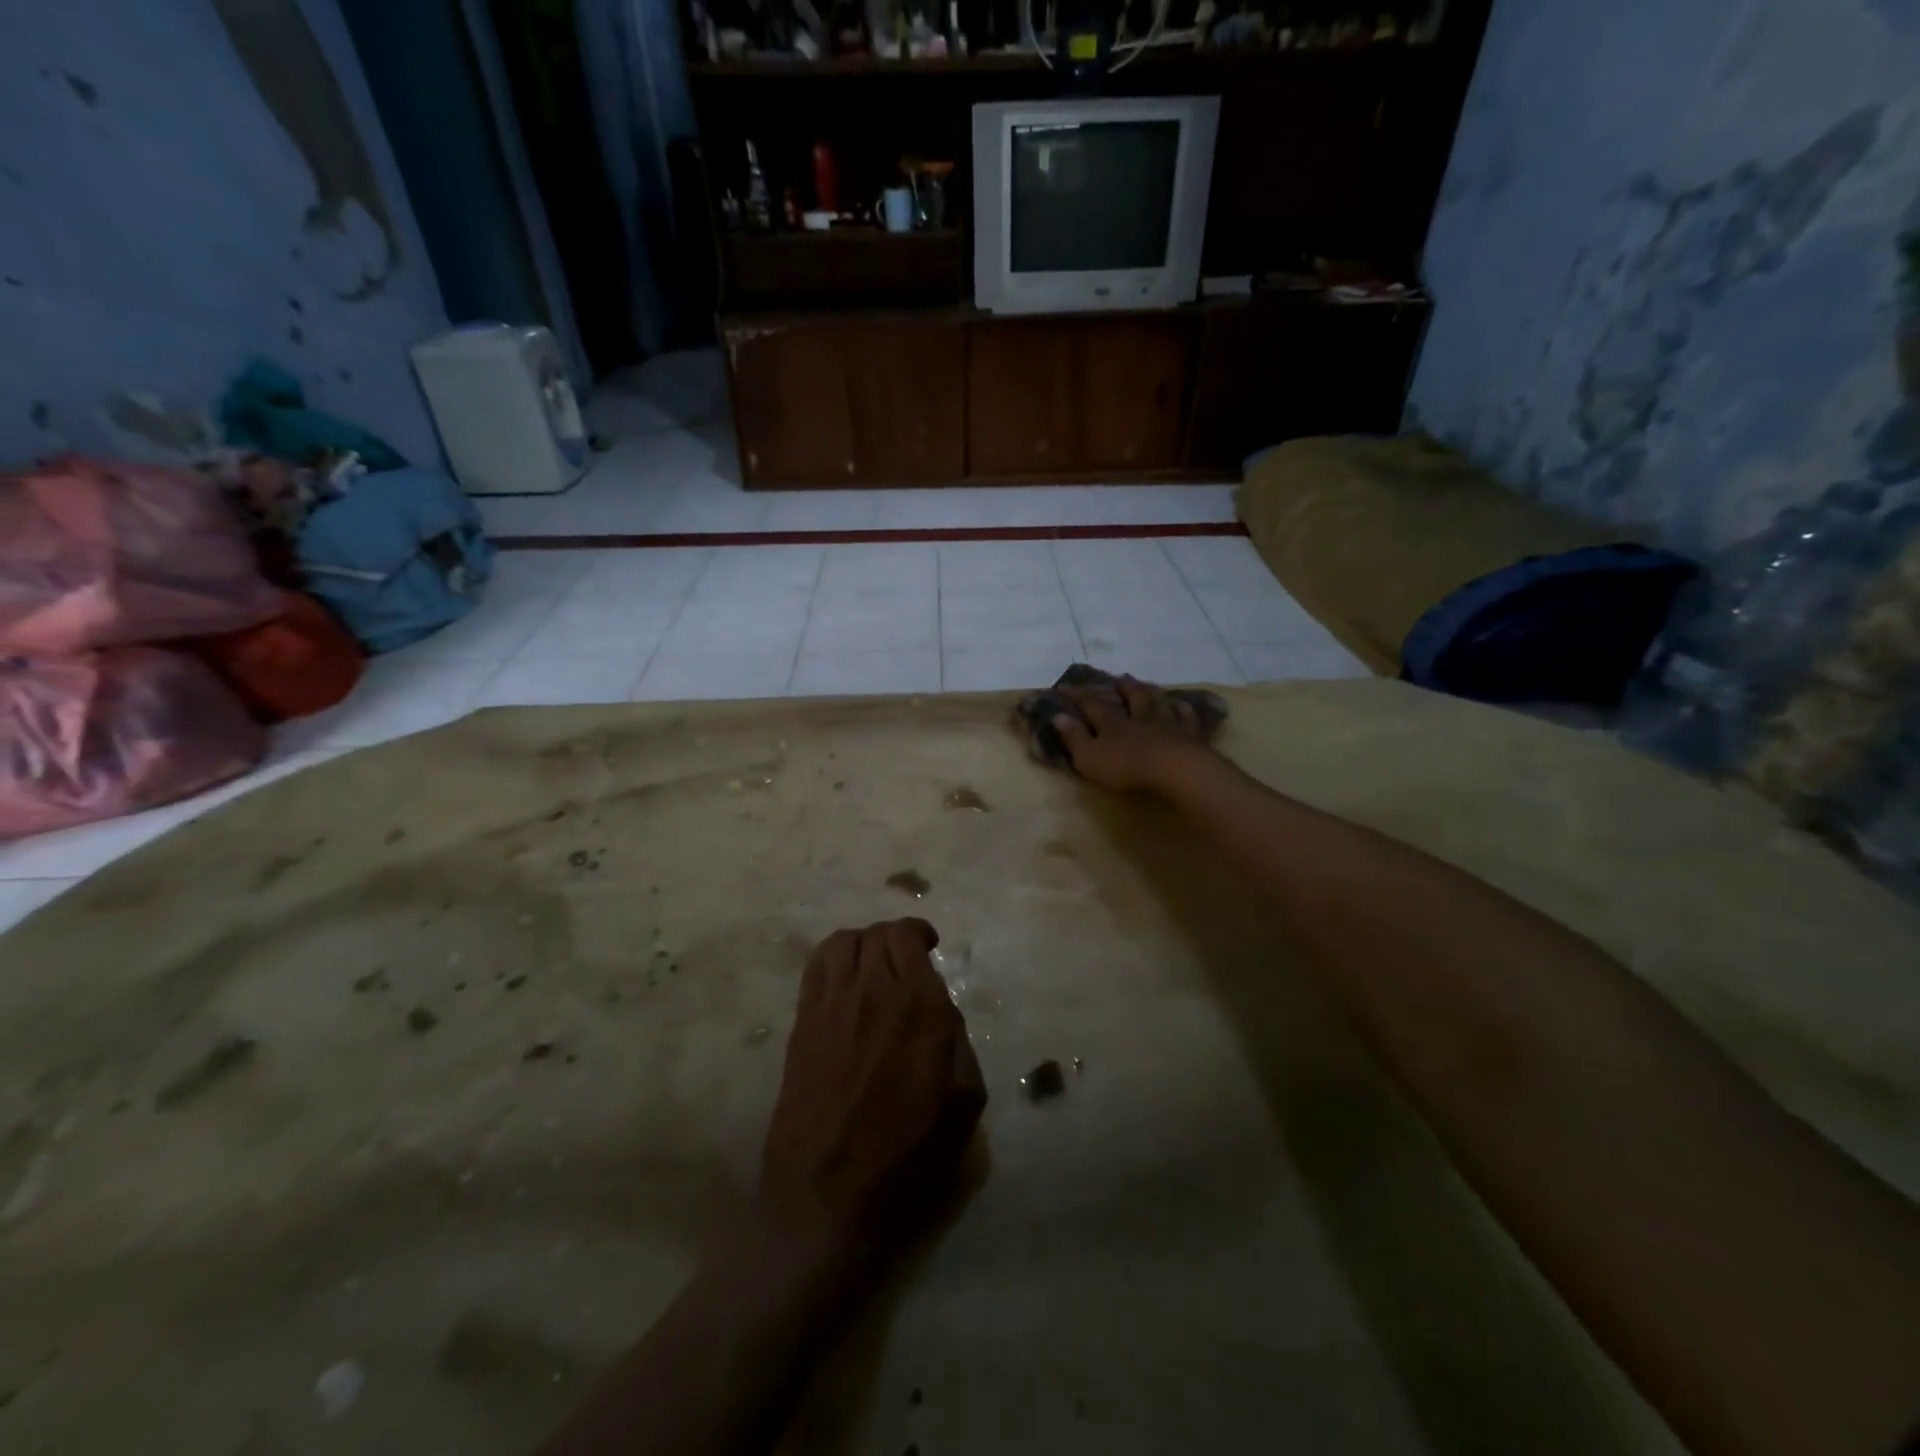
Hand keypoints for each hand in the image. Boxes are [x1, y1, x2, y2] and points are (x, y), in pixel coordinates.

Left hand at [759, 920, 985, 1256]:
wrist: (827, 1199)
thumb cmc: (908, 1158)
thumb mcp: (964, 1103)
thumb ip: (959, 1041)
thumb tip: (940, 1010)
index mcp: (920, 1008)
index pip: (908, 937)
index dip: (919, 933)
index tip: (928, 947)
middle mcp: (873, 992)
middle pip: (877, 934)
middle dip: (895, 939)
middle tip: (905, 961)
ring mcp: (831, 1005)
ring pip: (842, 942)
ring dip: (863, 944)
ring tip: (872, 966)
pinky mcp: (801, 1024)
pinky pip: (815, 968)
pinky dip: (832, 959)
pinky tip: (842, 982)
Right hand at [1051, 674, 1219, 793]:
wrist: (1174, 770)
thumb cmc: (1126, 766)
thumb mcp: (1089, 757)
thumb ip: (1074, 737)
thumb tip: (1058, 716)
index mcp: (1112, 723)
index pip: (1091, 703)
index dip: (1077, 695)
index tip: (1064, 686)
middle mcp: (1139, 717)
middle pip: (1131, 696)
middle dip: (1122, 687)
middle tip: (1118, 677)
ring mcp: (1166, 724)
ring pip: (1157, 702)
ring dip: (1151, 692)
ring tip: (1147, 685)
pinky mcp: (1189, 736)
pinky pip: (1186, 718)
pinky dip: (1182, 710)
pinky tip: (1181, 705)